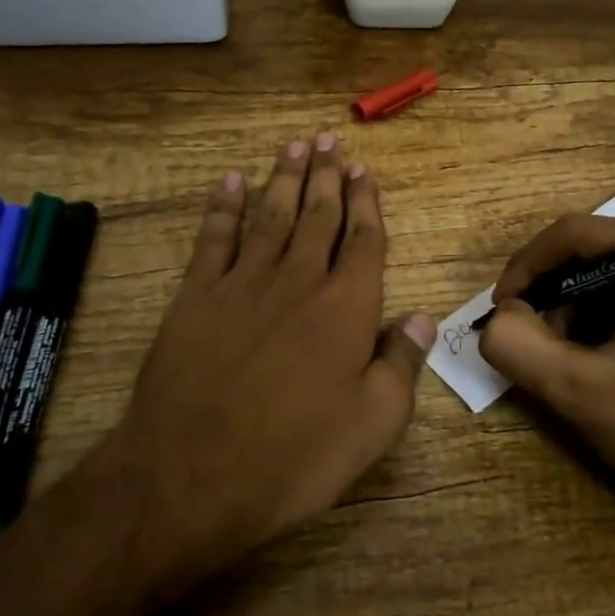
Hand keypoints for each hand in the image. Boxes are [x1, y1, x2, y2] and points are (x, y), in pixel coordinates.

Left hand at [101, 132, 434, 581]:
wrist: (192, 474)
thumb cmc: (295, 457)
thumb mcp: (371, 425)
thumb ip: (401, 365)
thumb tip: (422, 318)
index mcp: (346, 308)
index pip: (364, 241)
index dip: (366, 204)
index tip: (365, 172)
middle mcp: (298, 281)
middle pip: (317, 216)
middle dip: (326, 176)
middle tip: (329, 141)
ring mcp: (243, 284)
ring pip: (270, 216)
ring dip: (283, 178)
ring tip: (294, 146)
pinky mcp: (196, 296)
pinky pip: (215, 238)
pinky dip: (224, 207)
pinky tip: (230, 182)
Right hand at [479, 216, 614, 546]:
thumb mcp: (584, 393)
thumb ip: (519, 347)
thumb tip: (494, 320)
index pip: (580, 234)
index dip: (527, 268)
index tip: (499, 312)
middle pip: (594, 251)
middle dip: (550, 294)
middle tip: (524, 339)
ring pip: (606, 273)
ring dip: (569, 311)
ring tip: (556, 358)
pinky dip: (595, 321)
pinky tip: (587, 360)